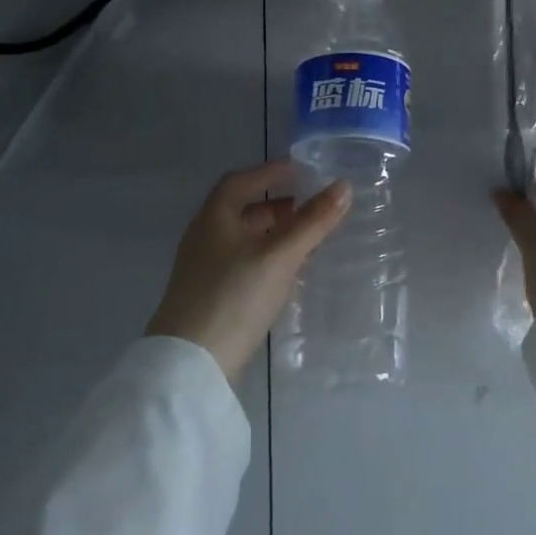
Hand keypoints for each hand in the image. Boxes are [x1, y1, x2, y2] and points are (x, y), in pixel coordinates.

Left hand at [148, 160, 350, 380]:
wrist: (191, 365)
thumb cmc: (235, 296)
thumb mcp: (280, 255)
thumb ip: (313, 221)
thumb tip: (344, 186)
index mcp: (214, 217)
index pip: (241, 181)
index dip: (271, 172)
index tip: (302, 170)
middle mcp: (205, 237)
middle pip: (242, 210)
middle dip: (277, 205)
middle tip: (312, 205)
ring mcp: (204, 270)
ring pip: (244, 239)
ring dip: (274, 233)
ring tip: (307, 237)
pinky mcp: (211, 297)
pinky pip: (243, 264)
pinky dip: (267, 258)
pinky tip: (288, 273)